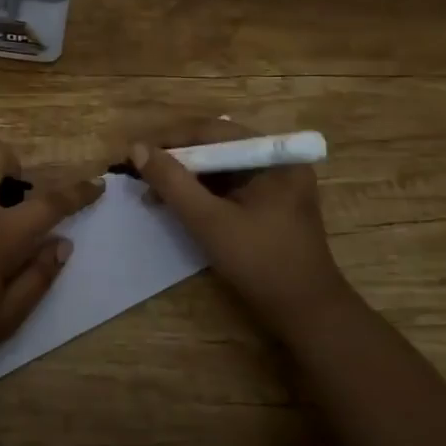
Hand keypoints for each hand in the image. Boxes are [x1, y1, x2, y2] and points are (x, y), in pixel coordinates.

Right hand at [127, 117, 347, 340]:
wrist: (308, 314)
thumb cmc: (261, 263)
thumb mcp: (209, 221)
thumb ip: (172, 182)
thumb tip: (137, 148)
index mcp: (273, 156)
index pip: (213, 131)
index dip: (171, 140)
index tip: (137, 154)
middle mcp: (277, 160)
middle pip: (216, 146)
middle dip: (177, 159)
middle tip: (142, 173)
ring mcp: (275, 183)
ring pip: (220, 167)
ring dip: (186, 177)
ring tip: (153, 191)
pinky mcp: (270, 203)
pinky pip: (228, 185)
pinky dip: (201, 192)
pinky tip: (177, 204)